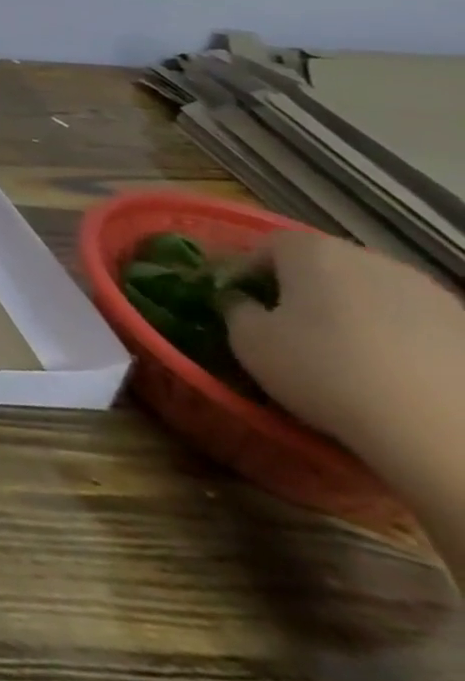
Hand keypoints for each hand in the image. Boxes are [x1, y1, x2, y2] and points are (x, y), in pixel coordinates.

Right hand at [227, 232, 464, 480]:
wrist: (448, 435)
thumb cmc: (326, 372)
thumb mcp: (249, 341)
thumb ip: (236, 309)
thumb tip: (242, 301)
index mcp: (313, 251)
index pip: (266, 245)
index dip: (247, 271)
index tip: (240, 302)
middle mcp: (372, 259)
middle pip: (325, 266)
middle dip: (305, 291)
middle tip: (290, 329)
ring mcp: (433, 295)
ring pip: (375, 295)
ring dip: (356, 315)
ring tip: (349, 358)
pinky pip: (418, 326)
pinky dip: (401, 342)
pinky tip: (397, 378)